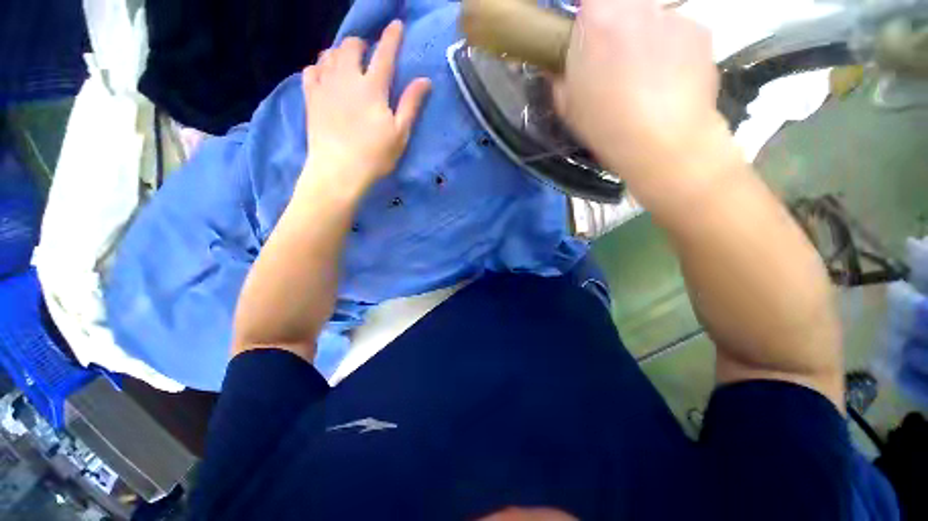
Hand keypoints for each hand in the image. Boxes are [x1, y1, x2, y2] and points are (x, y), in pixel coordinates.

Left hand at [301, 21, 430, 192]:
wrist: (338, 171)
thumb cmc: (375, 155)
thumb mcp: (400, 133)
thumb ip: (410, 104)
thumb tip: (424, 80)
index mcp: (372, 88)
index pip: (384, 53)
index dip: (392, 37)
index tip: (396, 25)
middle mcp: (347, 78)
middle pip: (350, 46)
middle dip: (361, 44)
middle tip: (368, 54)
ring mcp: (325, 86)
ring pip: (329, 54)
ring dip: (340, 53)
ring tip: (347, 63)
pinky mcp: (310, 98)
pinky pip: (311, 70)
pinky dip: (320, 67)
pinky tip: (325, 76)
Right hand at [553, 0, 724, 184]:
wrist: (662, 142)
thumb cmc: (604, 125)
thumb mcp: (566, 105)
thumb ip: (559, 75)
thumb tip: (557, 63)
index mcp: (597, 19)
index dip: (587, 16)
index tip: (585, 36)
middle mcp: (637, 6)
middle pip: (622, 5)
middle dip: (615, 25)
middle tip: (612, 60)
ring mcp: (673, 16)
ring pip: (651, 19)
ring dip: (643, 39)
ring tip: (644, 79)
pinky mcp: (701, 32)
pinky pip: (678, 34)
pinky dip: (671, 52)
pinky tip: (667, 83)